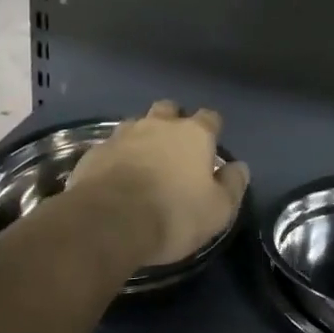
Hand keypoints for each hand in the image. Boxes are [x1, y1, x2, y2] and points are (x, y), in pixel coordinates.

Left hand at [69, 101, 250, 269]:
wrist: (108, 222)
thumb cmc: (173, 214)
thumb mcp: (218, 210)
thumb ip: (232, 185)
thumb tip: (239, 167)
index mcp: (193, 134)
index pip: (209, 118)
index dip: (211, 128)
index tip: (211, 143)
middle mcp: (158, 125)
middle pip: (169, 109)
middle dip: (173, 121)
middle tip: (174, 146)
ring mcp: (122, 135)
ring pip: (136, 124)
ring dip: (142, 137)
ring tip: (143, 160)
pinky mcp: (94, 152)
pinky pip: (110, 147)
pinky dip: (116, 157)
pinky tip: (115, 176)